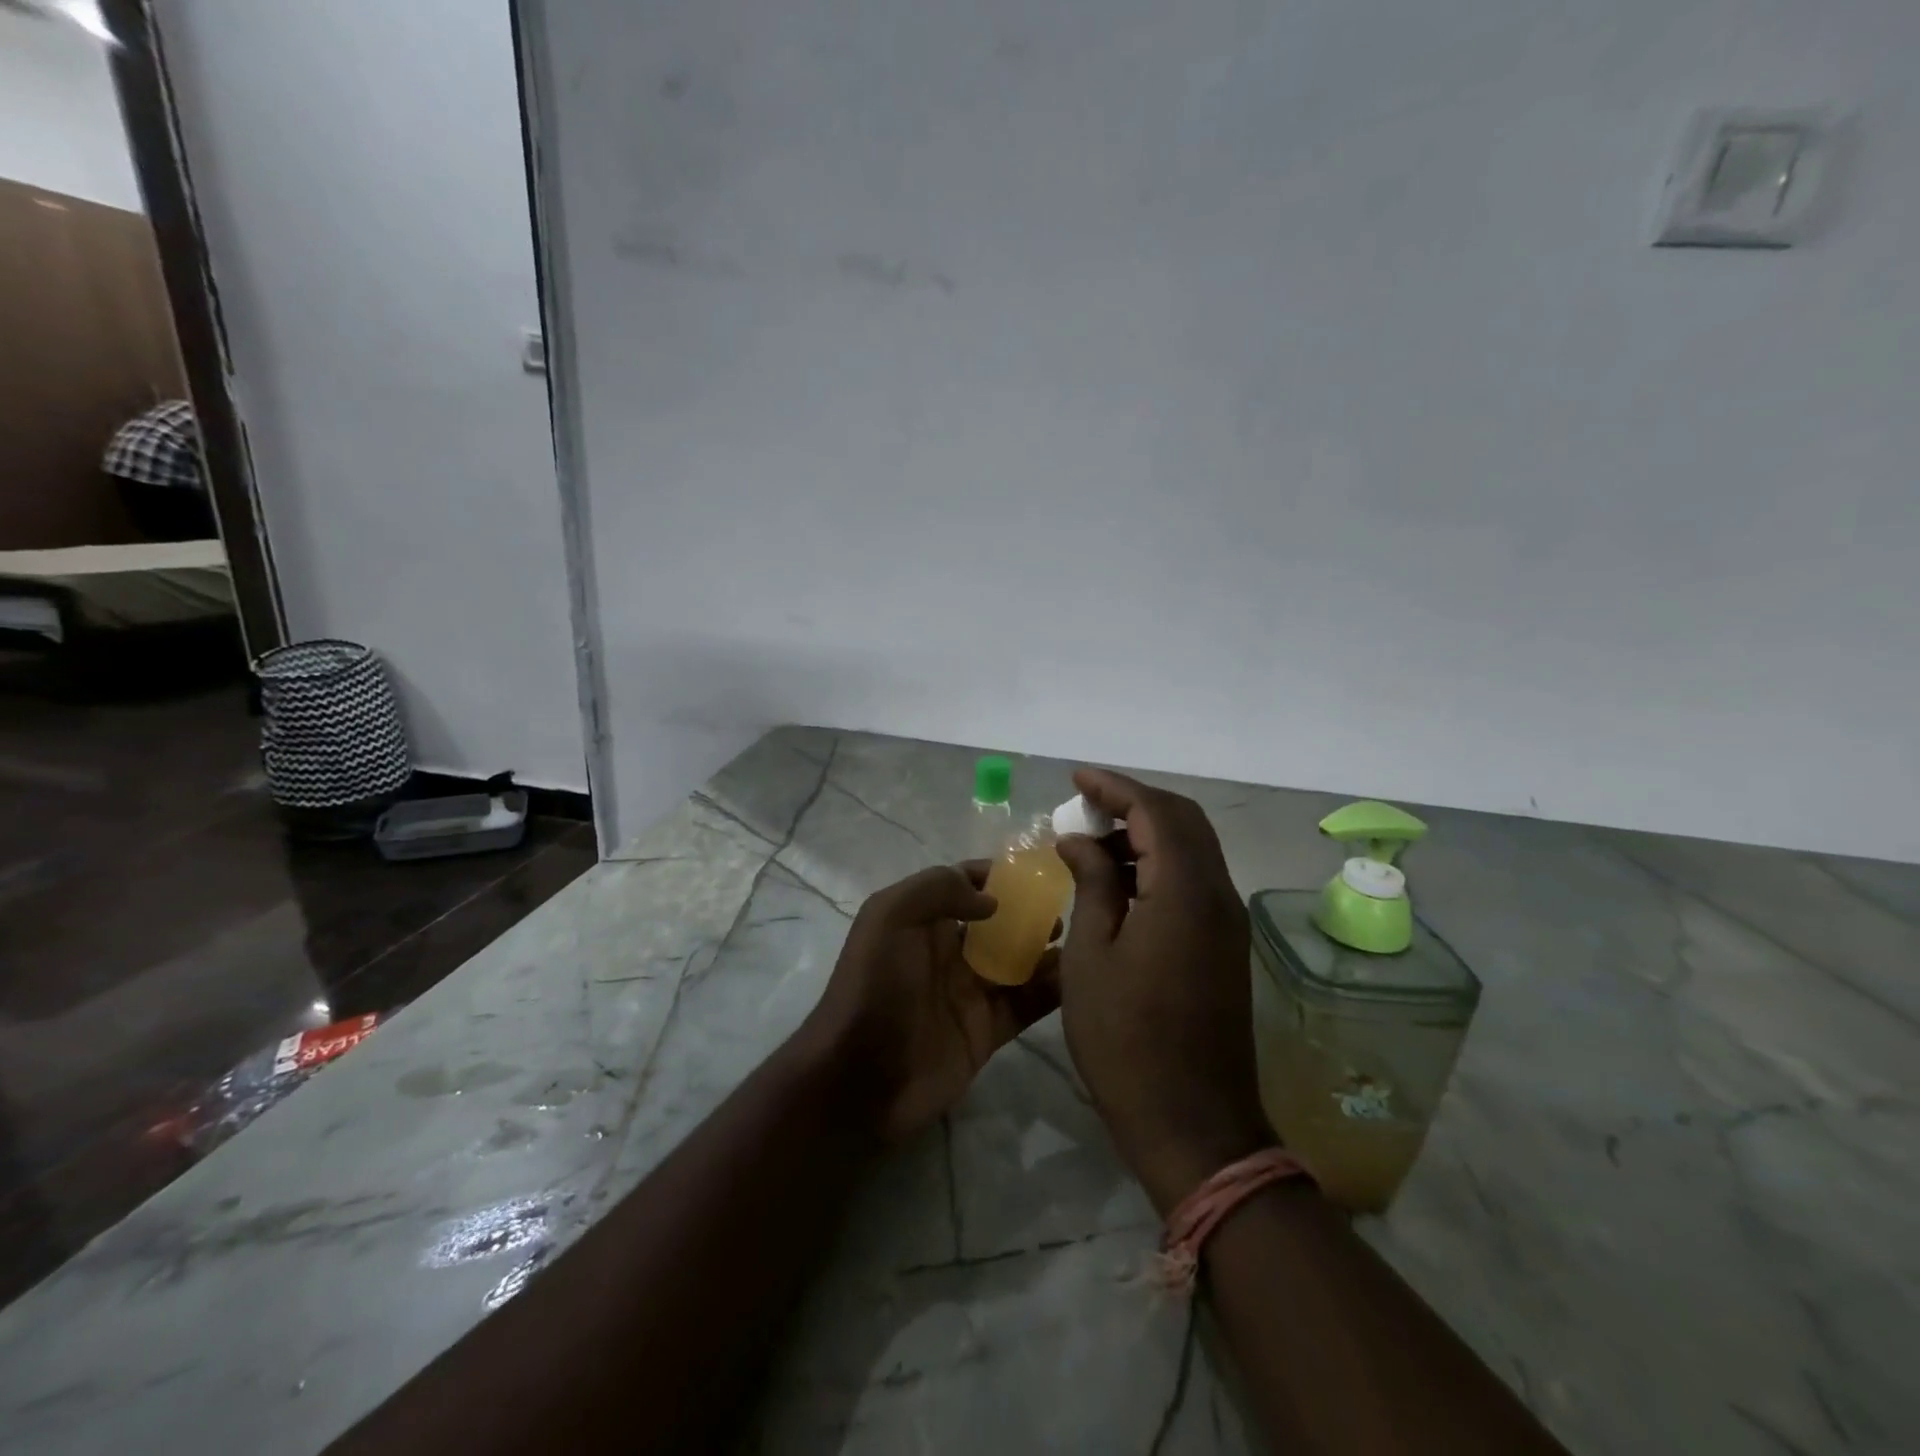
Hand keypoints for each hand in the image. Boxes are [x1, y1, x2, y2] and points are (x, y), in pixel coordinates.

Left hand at [799, 863, 1060, 1143]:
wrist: (861, 1079)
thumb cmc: (874, 988)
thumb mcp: (890, 917)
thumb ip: (937, 889)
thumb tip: (992, 900)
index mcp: (922, 921)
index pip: (965, 884)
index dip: (997, 875)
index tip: (1038, 870)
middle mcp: (948, 952)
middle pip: (998, 923)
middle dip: (1030, 912)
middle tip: (1065, 909)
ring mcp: (969, 993)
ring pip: (1017, 962)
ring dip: (1047, 950)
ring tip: (1079, 940)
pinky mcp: (987, 1032)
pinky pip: (1026, 1005)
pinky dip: (1052, 991)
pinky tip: (1078, 978)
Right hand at [1053, 769, 1273, 1213]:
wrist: (1193, 1123)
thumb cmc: (1126, 1039)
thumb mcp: (1091, 955)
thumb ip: (1093, 883)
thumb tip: (1081, 840)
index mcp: (1186, 892)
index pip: (1154, 811)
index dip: (1114, 787)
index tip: (1076, 779)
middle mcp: (1218, 894)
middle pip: (1183, 821)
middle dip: (1133, 803)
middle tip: (1084, 807)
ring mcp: (1227, 921)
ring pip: (1192, 849)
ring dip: (1148, 833)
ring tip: (1095, 840)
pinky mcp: (1225, 945)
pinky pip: (1195, 880)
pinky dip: (1160, 864)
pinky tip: (1121, 881)